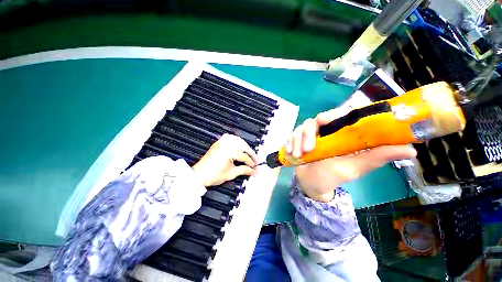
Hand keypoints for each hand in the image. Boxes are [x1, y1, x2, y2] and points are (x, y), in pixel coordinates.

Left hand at [192, 134, 257, 186]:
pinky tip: (238, 144)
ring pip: (237, 139)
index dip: (251, 163)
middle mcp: (225, 145)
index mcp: (228, 152)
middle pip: (242, 145)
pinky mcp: (218, 144)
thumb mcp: (231, 173)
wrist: (199, 175)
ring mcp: (221, 143)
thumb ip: (244, 170)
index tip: (255, 168)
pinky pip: (228, 137)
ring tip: (248, 151)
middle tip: (255, 160)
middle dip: (250, 152)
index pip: (244, 156)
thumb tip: (253, 171)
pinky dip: (235, 140)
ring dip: (244, 144)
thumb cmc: (213, 175)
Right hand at [287, 109, 416, 201]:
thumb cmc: (332, 177)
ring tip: (299, 155)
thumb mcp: (354, 168)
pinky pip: (293, 134)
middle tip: (309, 148)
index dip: (336, 113)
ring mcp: (311, 135)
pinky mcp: (299, 139)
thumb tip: (412, 150)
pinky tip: (291, 152)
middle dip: (310, 132)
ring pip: (303, 126)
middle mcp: (327, 132)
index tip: (326, 121)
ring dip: (298, 140)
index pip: (342, 114)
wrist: (311, 184)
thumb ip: (376, 158)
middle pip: (318, 119)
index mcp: (343, 135)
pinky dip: (291, 142)